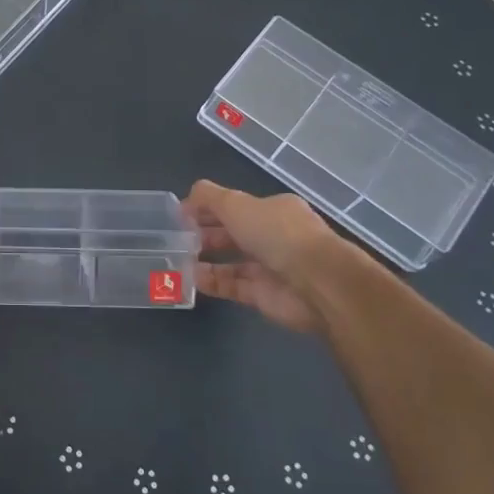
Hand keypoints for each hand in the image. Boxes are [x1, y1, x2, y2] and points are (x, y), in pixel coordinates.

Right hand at [183, 180, 360, 335]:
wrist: (317, 283)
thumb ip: (209, 198)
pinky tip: (190, 278)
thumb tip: (187, 199)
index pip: (236, 206)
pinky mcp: (264, 296)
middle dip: (204, 234)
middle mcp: (273, 236)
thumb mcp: (237, 204)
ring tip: (176, 258)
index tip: (181, 215)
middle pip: (233, 233)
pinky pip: (232, 286)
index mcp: (273, 210)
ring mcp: (269, 267)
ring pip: (231, 261)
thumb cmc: (276, 233)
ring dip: (205, 259)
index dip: (208, 208)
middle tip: (176, 238)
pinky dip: (211, 282)